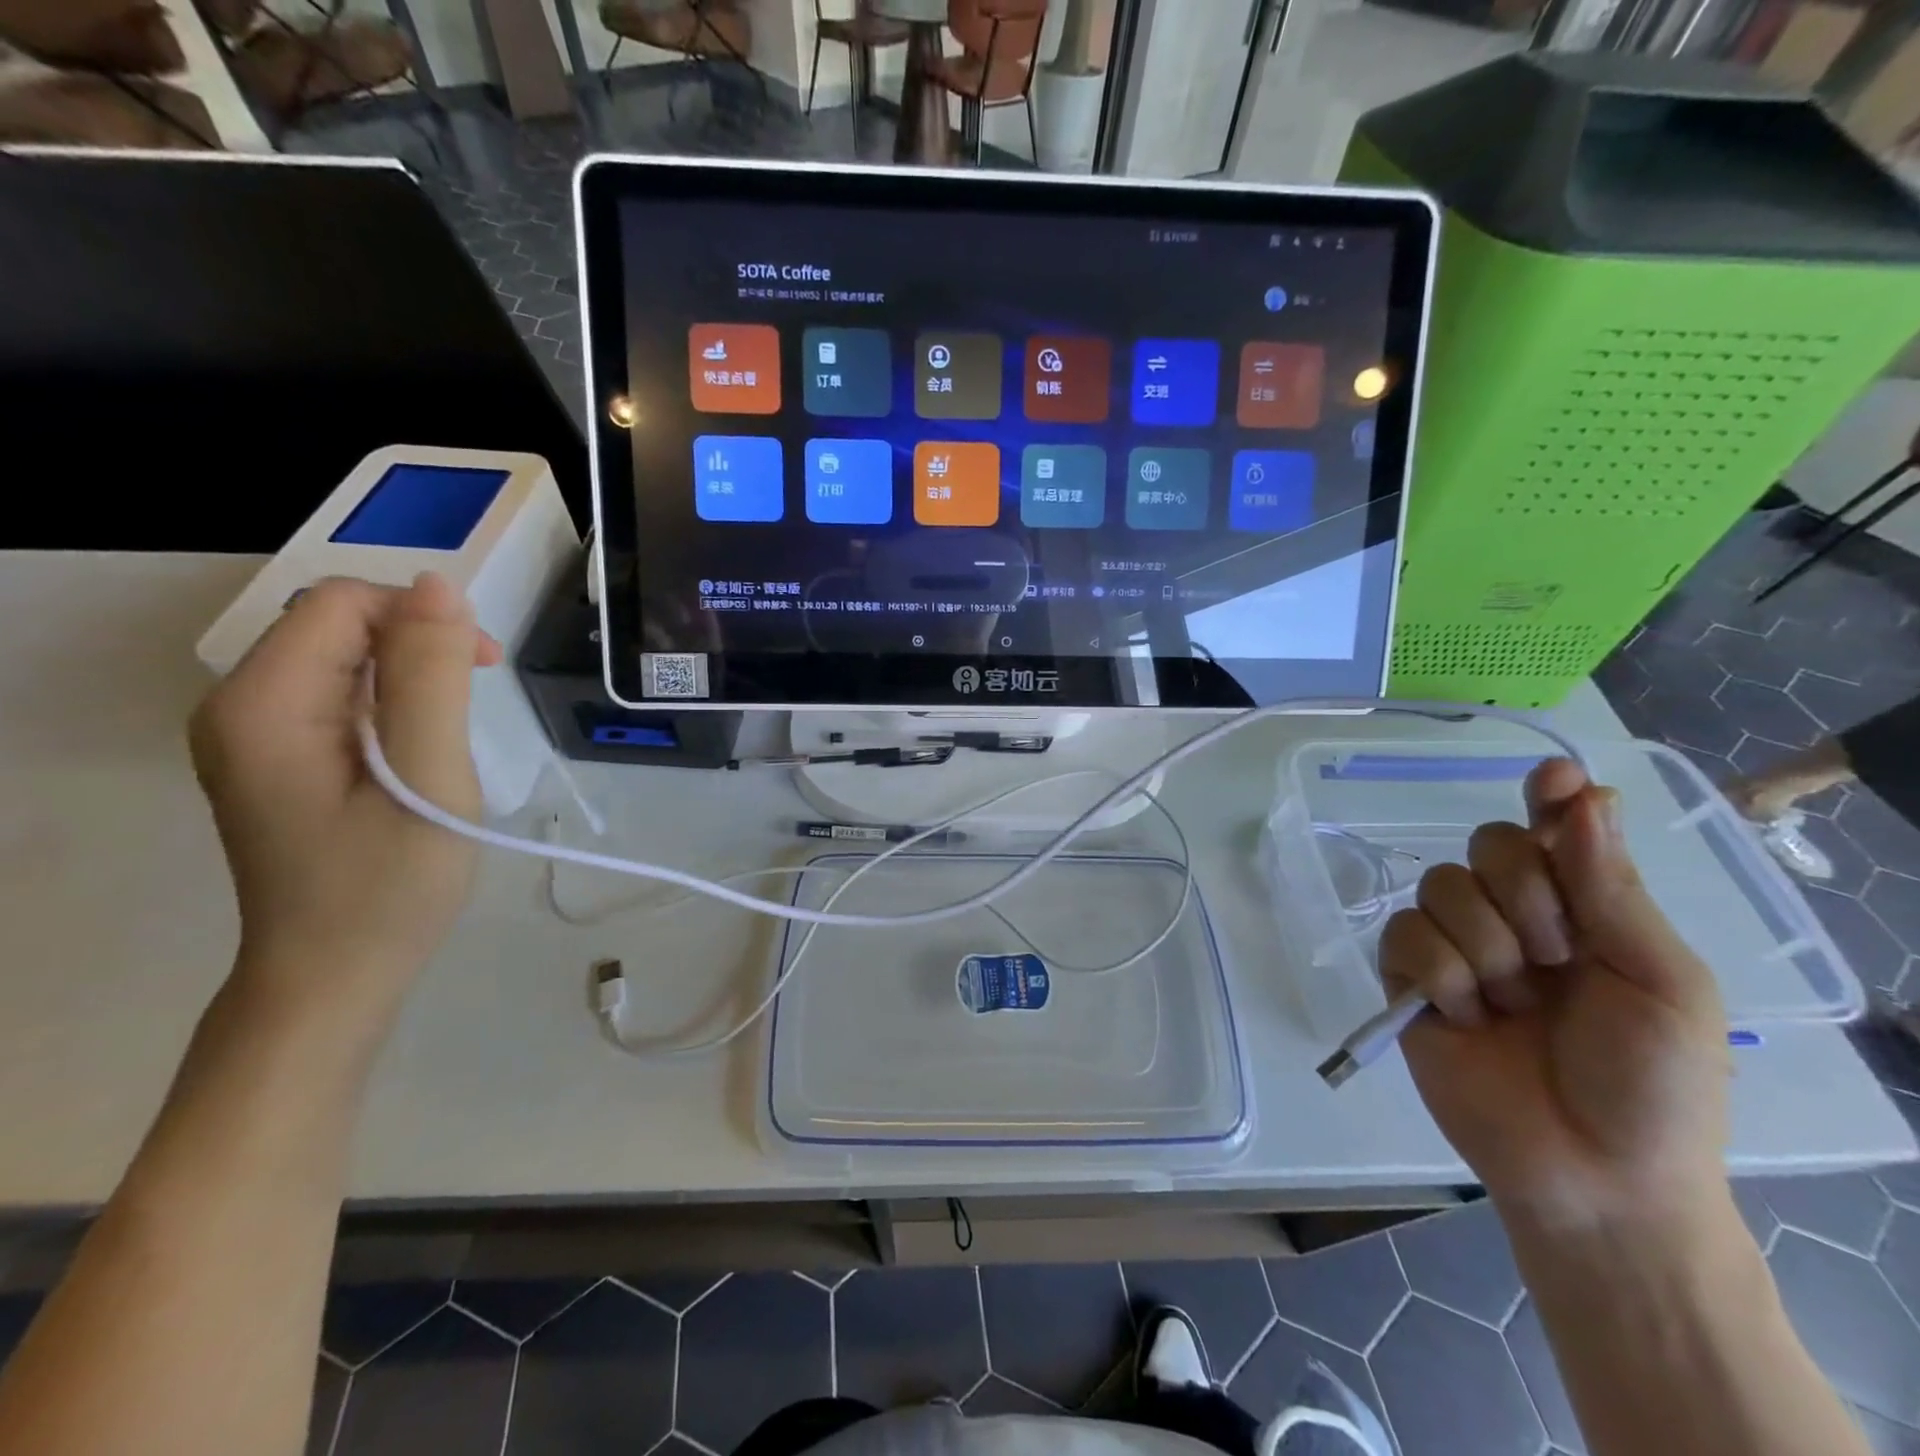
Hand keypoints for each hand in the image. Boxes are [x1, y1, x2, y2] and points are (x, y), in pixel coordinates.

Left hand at [189, 574, 500, 1009]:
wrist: (335, 977)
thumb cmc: (388, 885)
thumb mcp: (428, 778)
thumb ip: (432, 678)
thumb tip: (441, 587)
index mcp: (261, 704)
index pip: (340, 603)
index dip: (420, 616)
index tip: (484, 666)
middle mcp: (237, 707)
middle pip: (335, 624)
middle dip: (417, 641)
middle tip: (480, 695)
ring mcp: (250, 735)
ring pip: (340, 657)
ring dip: (410, 672)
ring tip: (453, 731)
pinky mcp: (275, 758)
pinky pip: (337, 695)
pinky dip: (391, 701)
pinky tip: (419, 746)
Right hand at [1380, 759, 1731, 1228]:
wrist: (1592, 1174)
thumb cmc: (1655, 1084)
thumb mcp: (1661, 982)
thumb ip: (1610, 888)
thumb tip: (1583, 793)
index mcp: (1586, 911)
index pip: (1558, 830)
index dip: (1551, 797)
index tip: (1552, 778)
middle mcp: (1515, 916)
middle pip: (1488, 845)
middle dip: (1525, 898)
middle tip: (1557, 961)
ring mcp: (1457, 945)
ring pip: (1441, 887)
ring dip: (1486, 950)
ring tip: (1511, 1007)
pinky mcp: (1408, 976)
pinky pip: (1404, 934)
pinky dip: (1441, 975)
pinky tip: (1467, 1016)